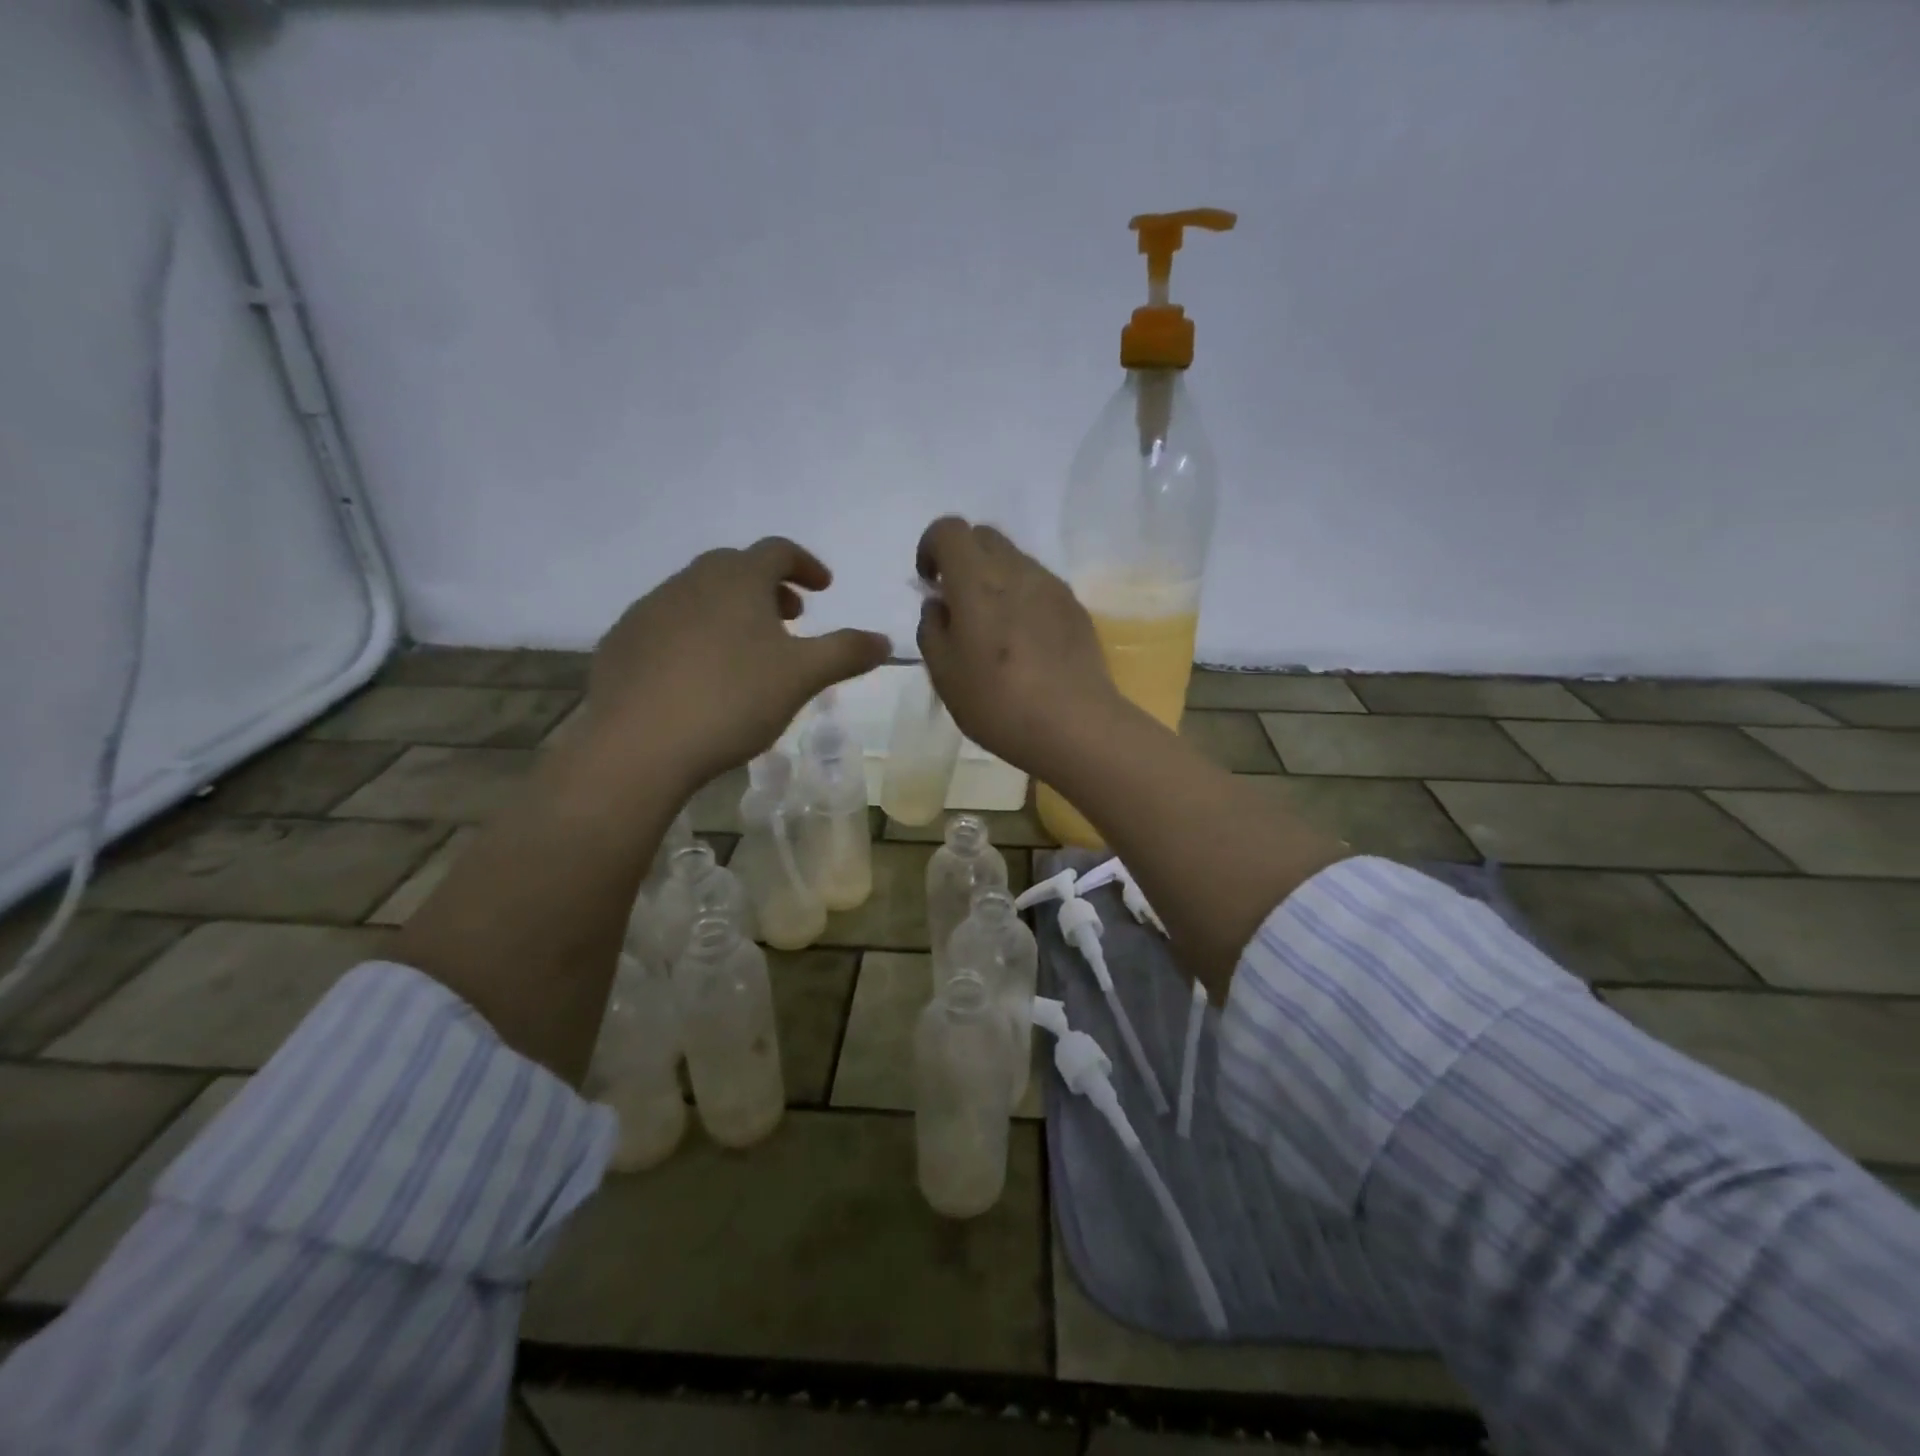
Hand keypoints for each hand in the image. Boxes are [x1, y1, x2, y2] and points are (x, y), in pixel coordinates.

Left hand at [583, 538, 889, 789]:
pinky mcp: (622, 642)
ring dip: (731, 609)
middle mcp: (689, 581)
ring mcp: (649, 610)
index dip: (806, 564)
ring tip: (748, 649)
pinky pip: (669, 624)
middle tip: (790, 617)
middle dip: (769, 587)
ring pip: (699, 595)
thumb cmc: (731, 699)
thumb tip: (885, 640)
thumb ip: (846, 652)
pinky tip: (700, 674)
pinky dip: (695, 633)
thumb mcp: (802, 676)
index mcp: (736, 579)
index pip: (778, 551)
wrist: (637, 744)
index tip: (823, 588)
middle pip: (736, 568)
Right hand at [914, 517, 1122, 775]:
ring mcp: (1052, 586)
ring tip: (993, 628)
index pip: (949, 529)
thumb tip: (939, 604)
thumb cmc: (997, 702)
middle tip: (957, 603)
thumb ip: (932, 628)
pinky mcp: (1075, 607)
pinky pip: (1039, 586)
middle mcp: (1017, 569)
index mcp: (977, 580)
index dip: (931, 547)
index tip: (929, 583)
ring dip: (994, 578)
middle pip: (984, 536)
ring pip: (1015, 560)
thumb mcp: (943, 673)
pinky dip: (1022, 597)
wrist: (1075, 725)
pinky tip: (1024, 642)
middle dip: (963, 558)